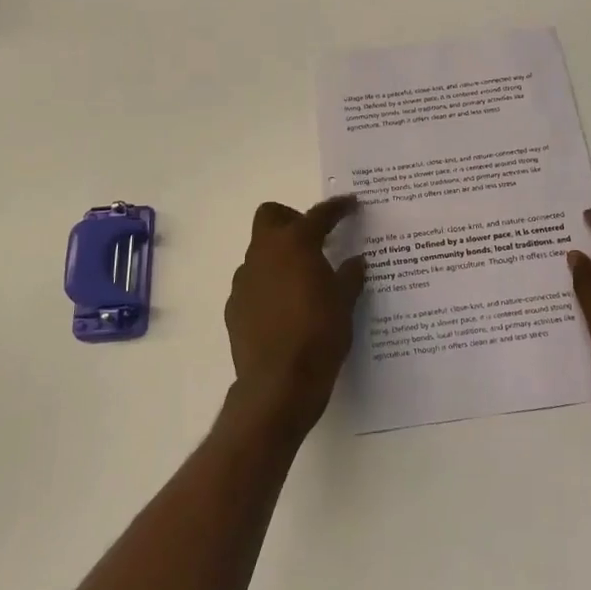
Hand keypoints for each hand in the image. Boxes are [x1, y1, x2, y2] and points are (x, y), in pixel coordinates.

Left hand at [223, 196, 367, 441]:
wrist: (279, 384)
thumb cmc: (319, 335)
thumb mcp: (345, 304)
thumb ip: (350, 276)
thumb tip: (356, 261)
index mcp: (295, 244)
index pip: (318, 214)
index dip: (337, 208)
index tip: (351, 205)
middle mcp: (264, 253)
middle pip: (271, 216)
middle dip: (292, 219)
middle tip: (315, 239)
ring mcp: (244, 280)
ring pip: (260, 252)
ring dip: (279, 256)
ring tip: (302, 280)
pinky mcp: (234, 306)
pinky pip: (253, 283)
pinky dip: (269, 285)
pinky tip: (285, 309)